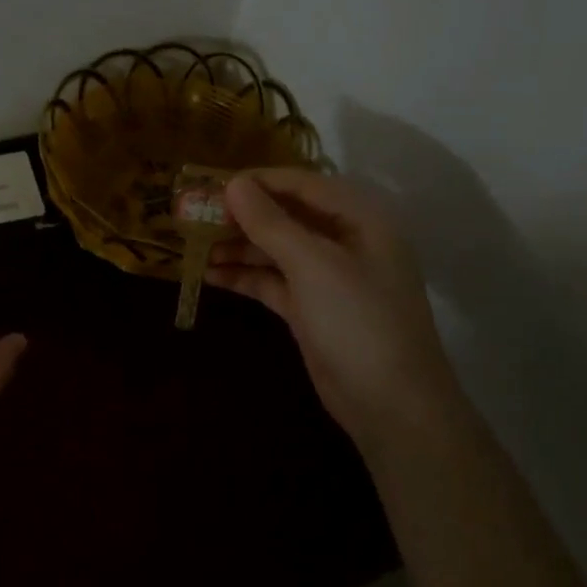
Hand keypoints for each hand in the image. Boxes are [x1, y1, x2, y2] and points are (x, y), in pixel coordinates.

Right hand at [210, 169, 463, 445]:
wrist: (391, 405)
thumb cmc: (358, 321)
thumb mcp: (313, 265)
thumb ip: (271, 223)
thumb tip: (234, 183)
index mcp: (359, 221)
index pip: (303, 185)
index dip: (259, 181)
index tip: (212, 183)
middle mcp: (344, 243)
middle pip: (287, 216)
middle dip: (243, 215)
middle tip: (196, 215)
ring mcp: (327, 279)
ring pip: (275, 250)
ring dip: (238, 246)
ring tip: (195, 246)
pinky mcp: (310, 309)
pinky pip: (272, 282)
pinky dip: (244, 276)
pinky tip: (210, 275)